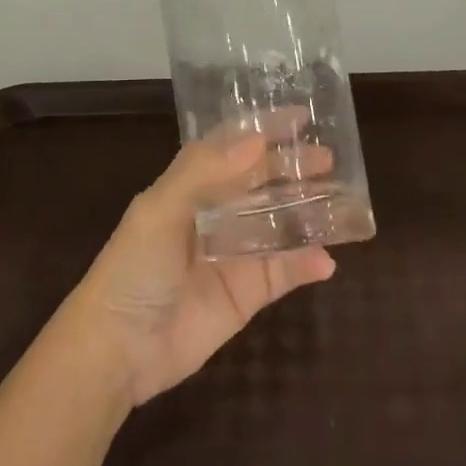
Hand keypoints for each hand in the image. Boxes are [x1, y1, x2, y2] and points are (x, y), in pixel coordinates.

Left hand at [62, 135, 336, 405]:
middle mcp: (213, 215)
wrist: (119, 349)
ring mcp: (233, 255)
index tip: (300, 116)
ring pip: (279, 225)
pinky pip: (284, 273)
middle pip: (260, 183)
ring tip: (345, 201)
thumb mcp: (159, 211)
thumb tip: (256, 141)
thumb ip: (204, 173)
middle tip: (329, 158)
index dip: (261, 129)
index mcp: (188, 187)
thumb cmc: (133, 270)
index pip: (230, 148)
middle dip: (292, 168)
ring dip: (308, 212)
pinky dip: (306, 264)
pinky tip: (327, 260)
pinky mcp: (246, 294)